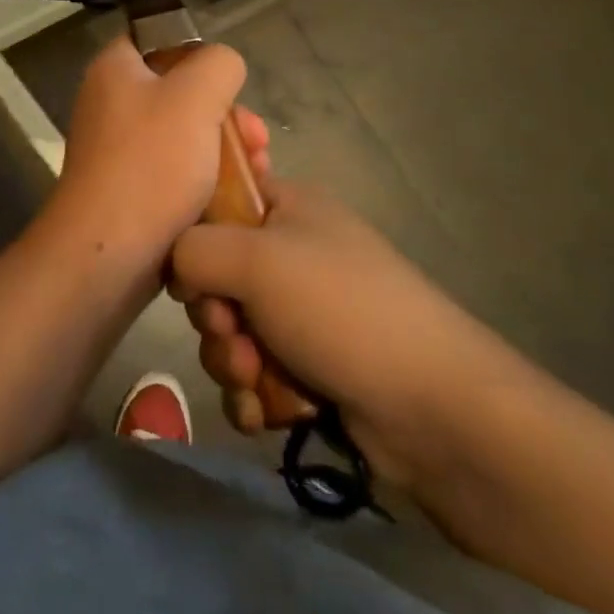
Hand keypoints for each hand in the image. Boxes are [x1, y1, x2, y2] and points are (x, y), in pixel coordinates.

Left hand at [46, 35, 268, 266]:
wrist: (107, 254)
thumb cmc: (151, 164)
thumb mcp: (196, 97)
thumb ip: (218, 64)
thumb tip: (222, 67)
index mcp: (114, 69)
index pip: (157, 38)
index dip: (197, 54)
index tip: (227, 83)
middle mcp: (110, 103)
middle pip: (181, 91)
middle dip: (228, 114)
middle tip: (258, 139)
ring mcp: (118, 149)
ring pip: (185, 135)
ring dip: (226, 150)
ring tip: (259, 173)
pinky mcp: (129, 189)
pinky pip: (175, 171)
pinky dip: (206, 180)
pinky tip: (238, 200)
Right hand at [171, 180, 518, 483]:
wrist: (434, 409)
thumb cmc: (340, 309)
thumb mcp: (255, 259)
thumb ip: (192, 250)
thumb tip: (179, 272)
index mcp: (288, 207)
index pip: (220, 201)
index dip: (195, 234)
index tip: (191, 269)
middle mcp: (294, 254)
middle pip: (217, 275)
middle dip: (214, 315)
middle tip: (232, 333)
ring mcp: (305, 314)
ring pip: (231, 331)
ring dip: (231, 361)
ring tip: (255, 380)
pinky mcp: (312, 368)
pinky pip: (254, 375)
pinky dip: (252, 395)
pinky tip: (264, 413)